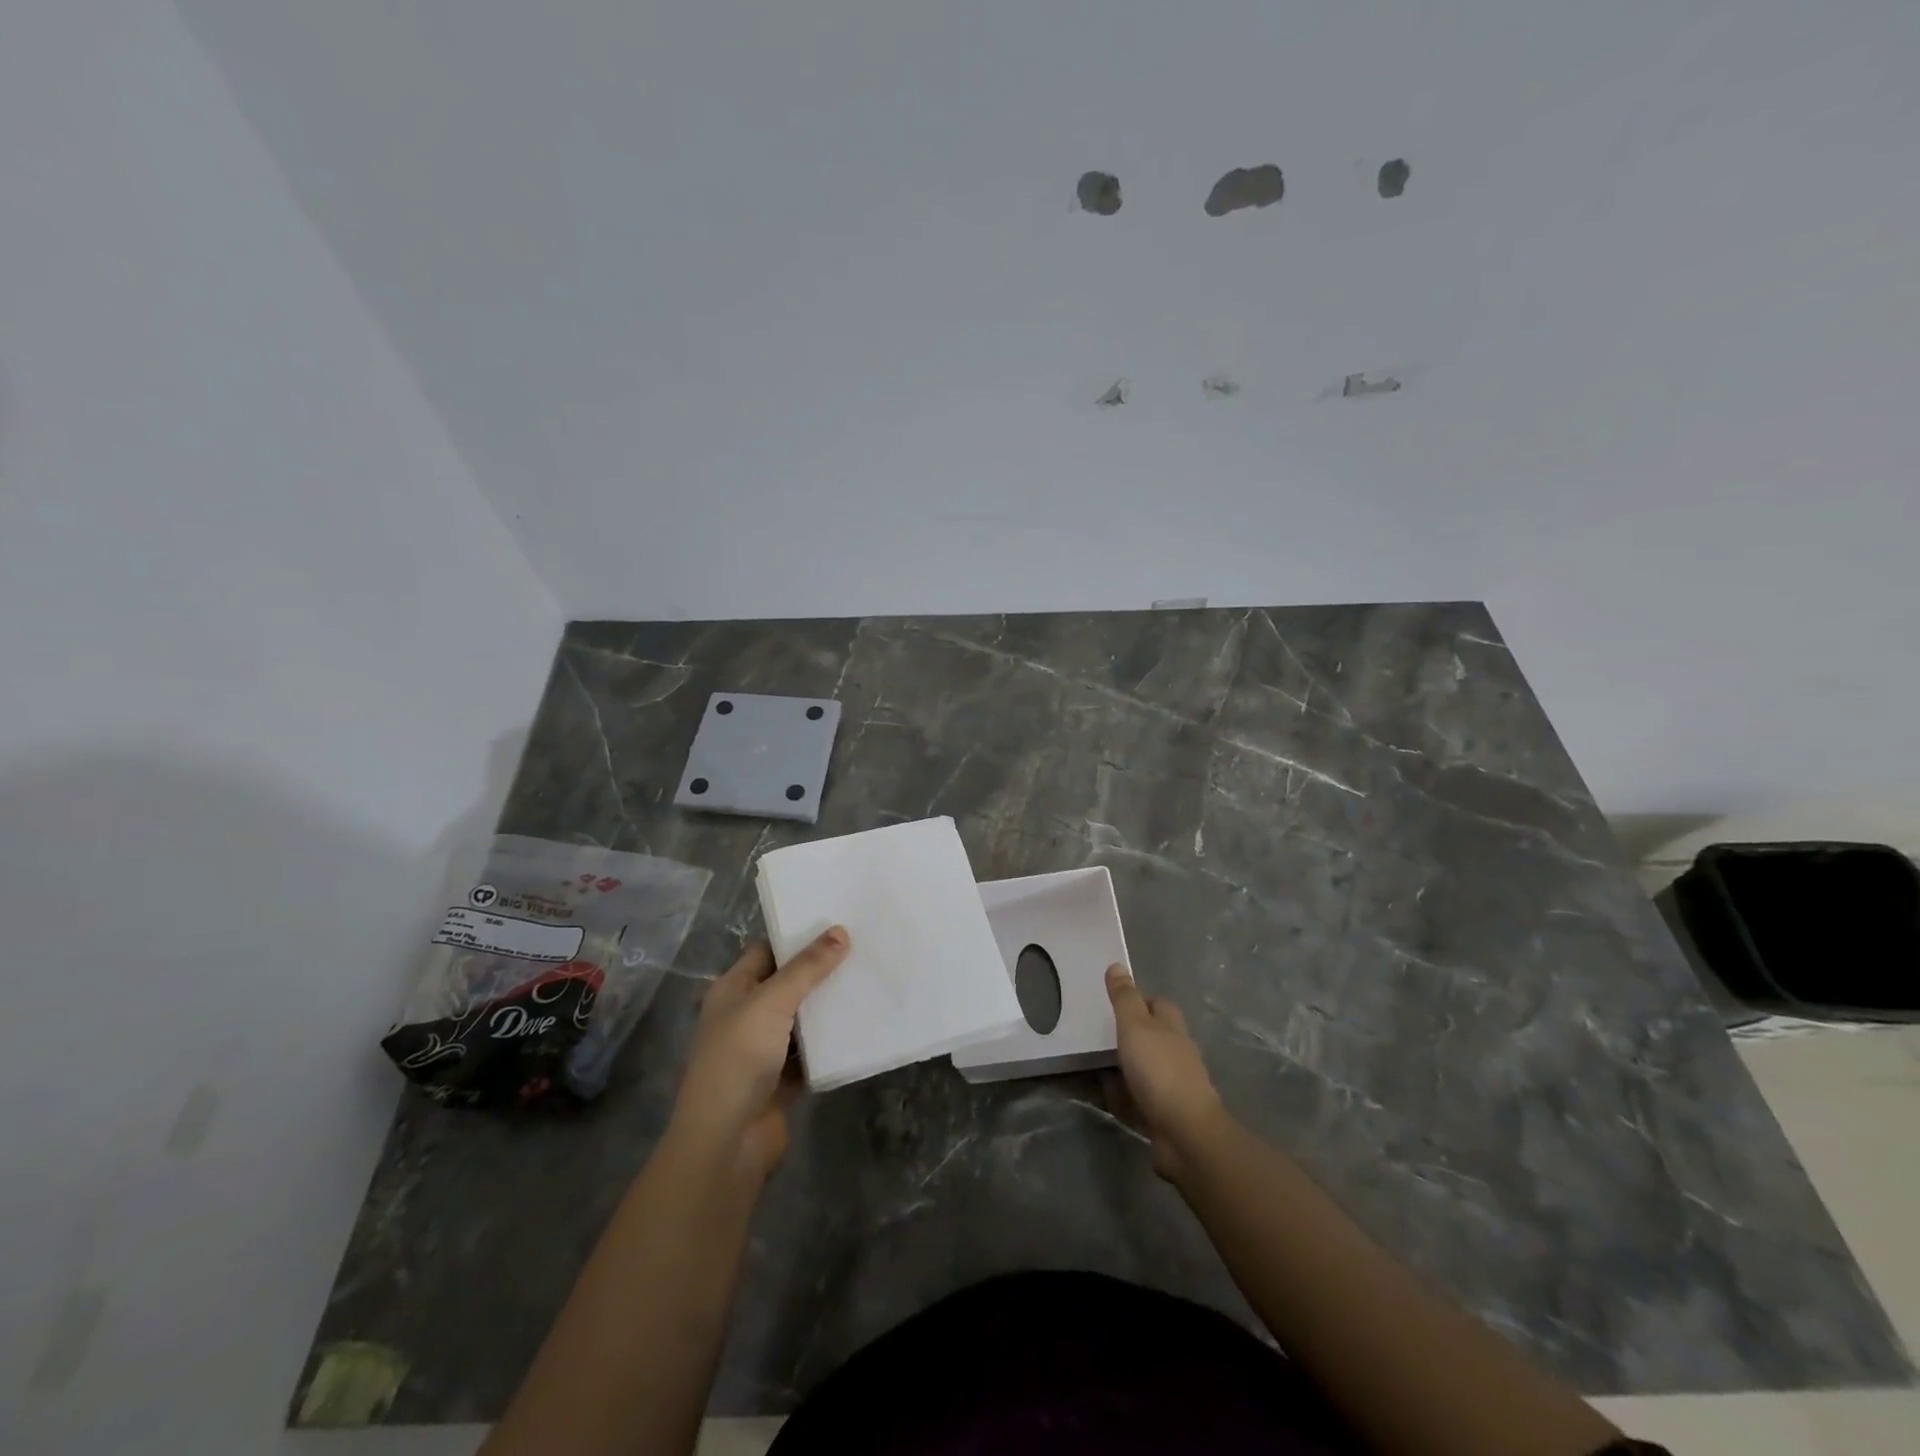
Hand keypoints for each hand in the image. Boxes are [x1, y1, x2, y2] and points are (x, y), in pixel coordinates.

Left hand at [669, 928, 848, 1180]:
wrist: (726, 1143)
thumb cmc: (738, 1060)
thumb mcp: (772, 1003)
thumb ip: (807, 968)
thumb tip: (841, 931)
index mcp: (732, 991)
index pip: (767, 951)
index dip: (797, 937)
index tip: (838, 923)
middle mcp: (745, 1016)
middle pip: (787, 984)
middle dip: (820, 971)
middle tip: (862, 949)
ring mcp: (763, 1051)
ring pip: (802, 1020)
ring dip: (828, 1007)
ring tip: (868, 980)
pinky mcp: (782, 1081)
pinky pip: (811, 1053)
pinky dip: (831, 1044)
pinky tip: (862, 1027)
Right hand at [1106, 963, 1227, 1181]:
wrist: (1185, 1134)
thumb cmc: (1159, 1070)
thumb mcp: (1135, 1026)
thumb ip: (1124, 998)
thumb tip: (1117, 965)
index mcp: (1171, 1027)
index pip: (1157, 1004)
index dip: (1138, 1000)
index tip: (1113, 1002)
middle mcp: (1175, 1053)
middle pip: (1151, 1036)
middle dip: (1128, 1036)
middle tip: (1095, 1035)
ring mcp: (1173, 1086)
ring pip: (1143, 1069)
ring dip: (1123, 1068)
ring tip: (1092, 1065)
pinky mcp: (1165, 1114)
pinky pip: (1138, 1099)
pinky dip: (1123, 1097)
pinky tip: (1106, 1097)